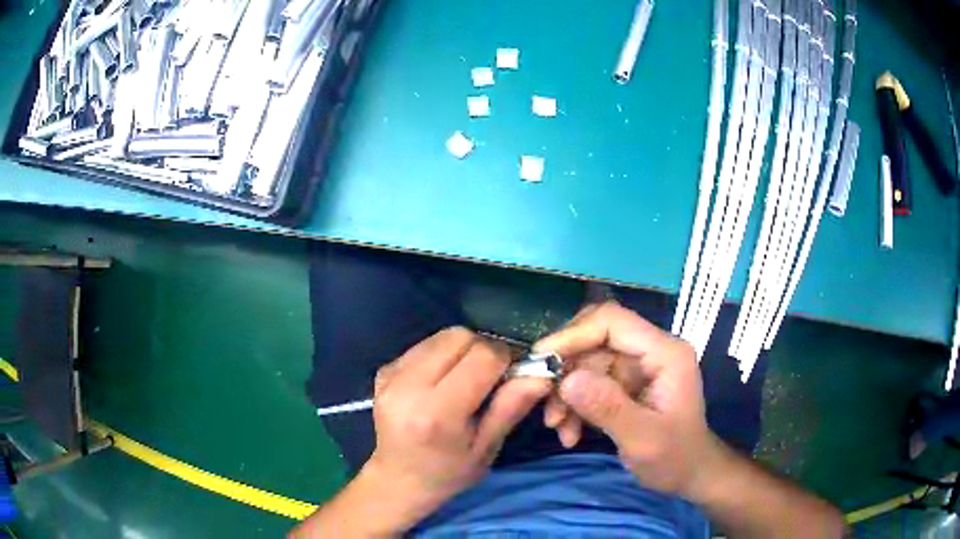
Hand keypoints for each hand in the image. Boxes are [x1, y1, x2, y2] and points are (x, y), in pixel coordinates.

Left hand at [364, 327, 550, 519]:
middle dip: (484, 350)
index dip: (505, 360)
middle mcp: (409, 386)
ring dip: (463, 350)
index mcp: (437, 413)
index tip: (511, 377)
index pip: (482, 356)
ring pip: (442, 336)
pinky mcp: (383, 369)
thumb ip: (510, 407)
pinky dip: (442, 355)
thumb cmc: (447, 472)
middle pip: (460, 337)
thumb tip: (541, 373)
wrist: (397, 480)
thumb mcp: (486, 448)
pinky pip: (425, 345)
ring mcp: (391, 375)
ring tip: (465, 379)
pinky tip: (442, 381)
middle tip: (490, 378)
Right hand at [534, 301, 719, 496]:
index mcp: (665, 353)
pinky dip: (574, 405)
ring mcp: (637, 367)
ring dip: (566, 392)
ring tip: (556, 425)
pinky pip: (589, 383)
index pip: (613, 322)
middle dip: (566, 367)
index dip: (574, 334)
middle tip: (543, 396)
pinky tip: (569, 431)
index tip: (542, 359)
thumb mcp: (642, 439)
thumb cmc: (675, 458)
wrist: (688, 474)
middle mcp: (650, 351)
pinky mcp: (626, 384)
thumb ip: (608, 408)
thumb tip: (566, 379)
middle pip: (595, 338)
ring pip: (587, 362)